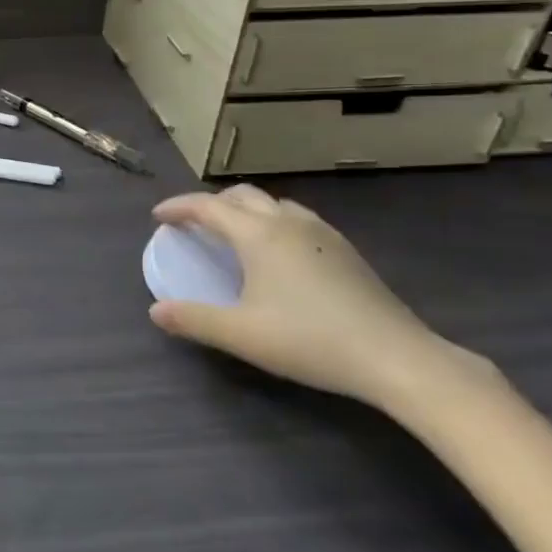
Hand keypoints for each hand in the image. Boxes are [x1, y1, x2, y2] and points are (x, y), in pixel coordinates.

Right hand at [149, 185, 474, 411]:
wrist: (395, 356)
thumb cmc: (309, 340)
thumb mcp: (241, 334)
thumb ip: (194, 319)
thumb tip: (155, 311)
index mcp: (258, 234)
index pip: (207, 206)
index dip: (179, 207)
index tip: (158, 216)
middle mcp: (287, 222)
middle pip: (241, 195)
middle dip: (211, 203)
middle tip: (193, 224)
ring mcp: (321, 232)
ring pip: (273, 204)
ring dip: (245, 210)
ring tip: (234, 234)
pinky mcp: (344, 249)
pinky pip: (296, 218)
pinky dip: (272, 222)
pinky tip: (278, 254)